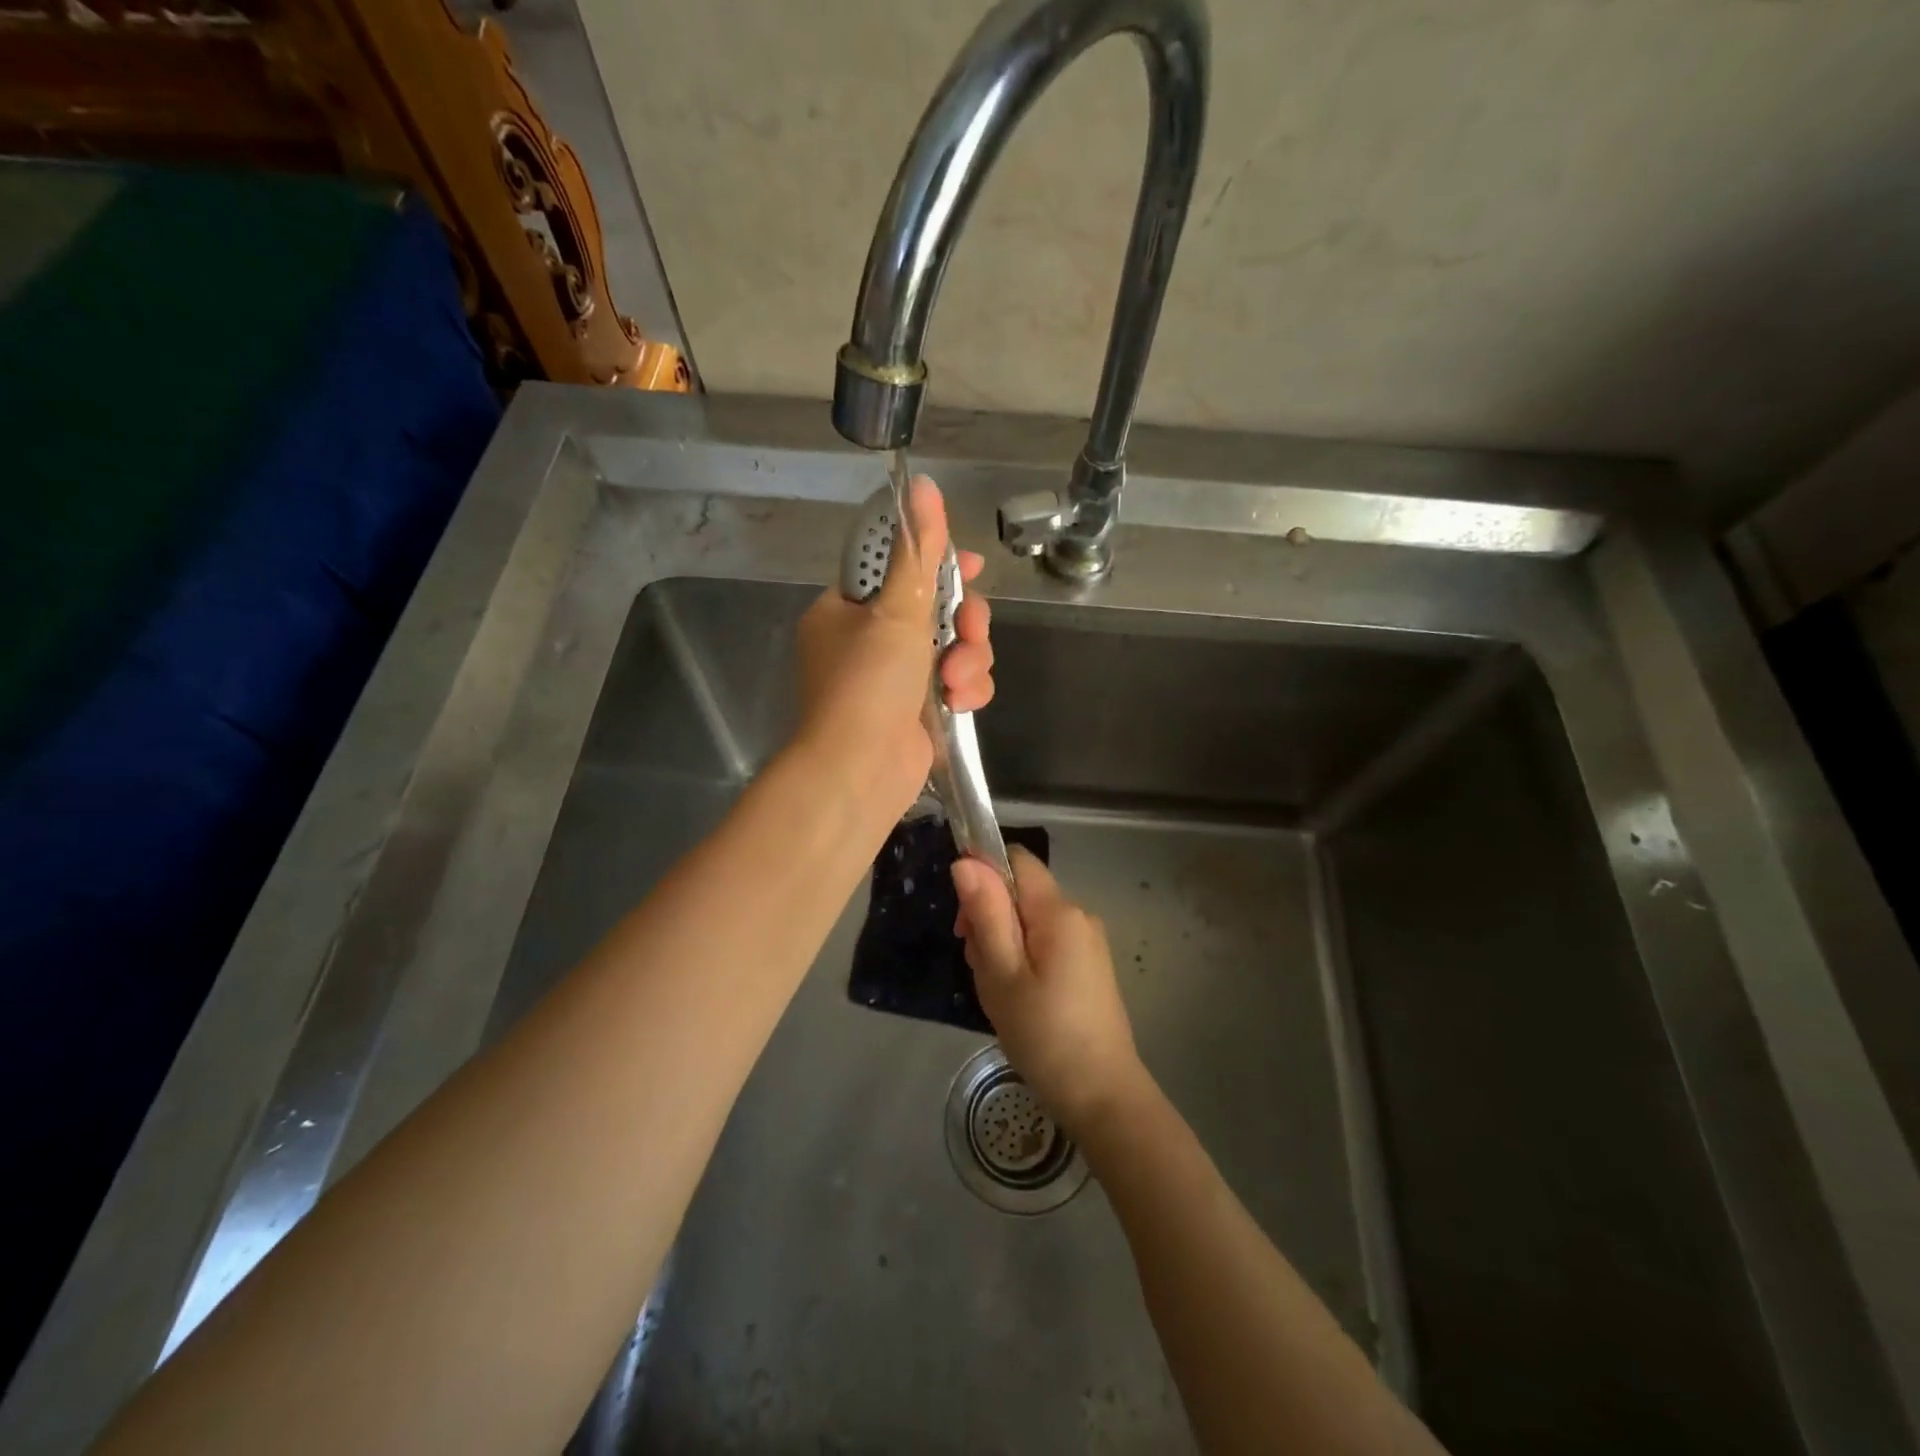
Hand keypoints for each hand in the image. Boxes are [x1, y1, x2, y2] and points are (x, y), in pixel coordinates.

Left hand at [794, 476, 993, 816]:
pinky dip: (966, 689)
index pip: (896, 568)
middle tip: (969, 632)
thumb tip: (921, 483)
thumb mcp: (896, 609)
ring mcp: (895, 679)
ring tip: (957, 682)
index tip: (969, 566)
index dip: (936, 564)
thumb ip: (917, 550)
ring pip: (955, 648)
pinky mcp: (921, 710)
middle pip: (936, 609)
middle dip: (964, 622)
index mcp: (846, 610)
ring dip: (968, 660)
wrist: (860, 771)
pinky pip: (958, 682)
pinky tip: (961, 703)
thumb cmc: (868, 683)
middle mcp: (868, 641)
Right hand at [951, 847, 1148, 1136]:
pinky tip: (1018, 997)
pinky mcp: (1089, 965)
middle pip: (1021, 891)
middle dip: (990, 917)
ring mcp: (1087, 941)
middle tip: (979, 967)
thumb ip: (986, 913)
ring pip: (1029, 919)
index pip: (1016, 859)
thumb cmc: (1044, 1035)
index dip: (983, 876)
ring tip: (998, 990)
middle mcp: (1078, 915)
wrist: (1102, 1096)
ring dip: (1003, 942)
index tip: (964, 922)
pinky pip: (1046, 941)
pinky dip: (1023, 958)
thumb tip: (966, 861)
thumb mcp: (1002, 973)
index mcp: (1059, 911)